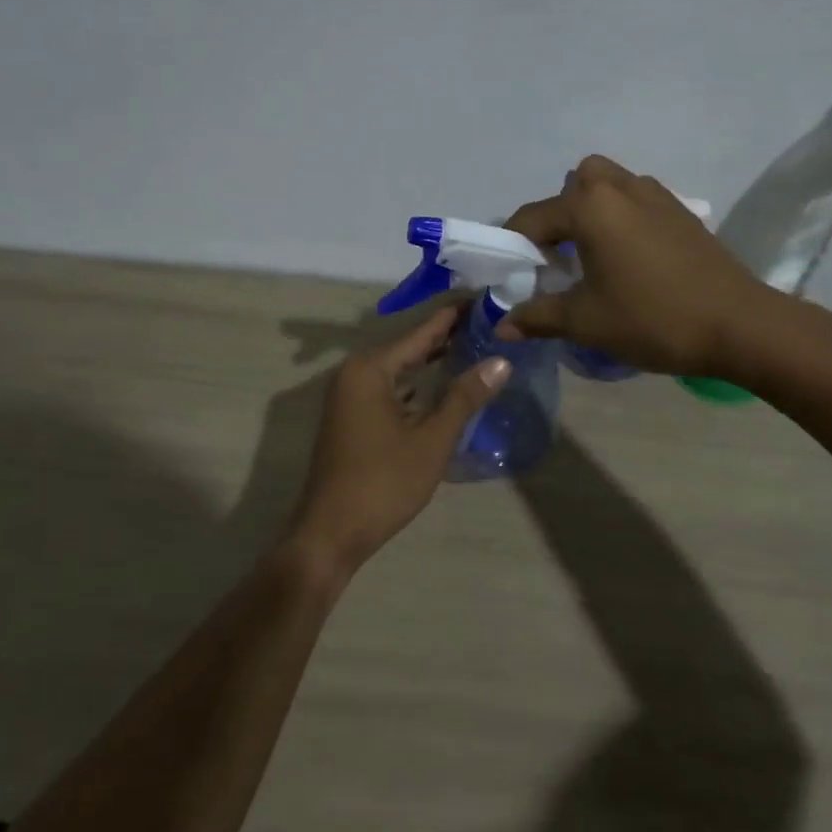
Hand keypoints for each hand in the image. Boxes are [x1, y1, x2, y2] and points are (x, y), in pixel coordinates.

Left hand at [290, 303, 509, 577]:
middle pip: (409, 346)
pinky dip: (417, 384)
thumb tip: (501, 361)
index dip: (454, 316)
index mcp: (370, 369)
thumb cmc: (383, 483)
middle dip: (447, 336)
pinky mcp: (352, 417)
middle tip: (489, 322)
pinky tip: (443, 385)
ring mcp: (350, 396)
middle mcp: (355, 373)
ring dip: (433, 360)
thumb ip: (465, 397)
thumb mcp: (432, 440)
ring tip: (475, 347)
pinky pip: (390, 387)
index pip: (421, 331)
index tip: (485, 297)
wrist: (330, 534)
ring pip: (400, 368)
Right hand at [498, 155, 777, 375]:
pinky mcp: (681, 211)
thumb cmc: (652, 318)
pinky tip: (629, 258)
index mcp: (590, 206)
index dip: (513, 246)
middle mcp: (620, 187)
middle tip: (558, 256)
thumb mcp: (586, 321)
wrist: (739, 325)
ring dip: (592, 210)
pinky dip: (621, 216)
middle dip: (558, 214)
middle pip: (575, 184)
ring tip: (592, 255)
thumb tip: (502, 326)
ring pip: (609, 185)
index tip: (510, 274)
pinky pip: (637, 199)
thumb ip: (538, 317)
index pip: (532, 217)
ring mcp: (656, 194)